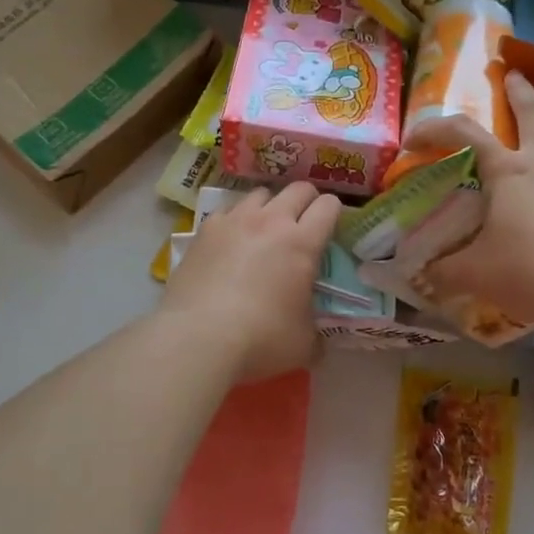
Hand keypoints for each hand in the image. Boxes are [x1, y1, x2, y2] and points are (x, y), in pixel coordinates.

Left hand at [161, 182, 343, 381]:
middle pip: (297, 189)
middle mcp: (270, 221)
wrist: (198, 338)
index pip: (329, 206)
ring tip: (265, 230)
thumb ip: (316, 331)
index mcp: (302, 243)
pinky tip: (231, 243)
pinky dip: (235, 220)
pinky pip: (227, 211)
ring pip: (260, 194)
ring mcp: (233, 221)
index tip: (332, 230)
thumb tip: (317, 337)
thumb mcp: (304, 344)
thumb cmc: (261, 340)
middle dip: (307, 202)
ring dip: (269, 207)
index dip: (335, 213)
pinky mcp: (203, 232)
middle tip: (305, 225)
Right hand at [422, 72, 533, 332]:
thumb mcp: (475, 274)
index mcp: (510, 172)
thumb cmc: (531, 272)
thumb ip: (444, 270)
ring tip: (528, 184)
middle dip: (521, 91)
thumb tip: (421, 273)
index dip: (435, 129)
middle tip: (513, 75)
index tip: (413, 139)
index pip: (465, 133)